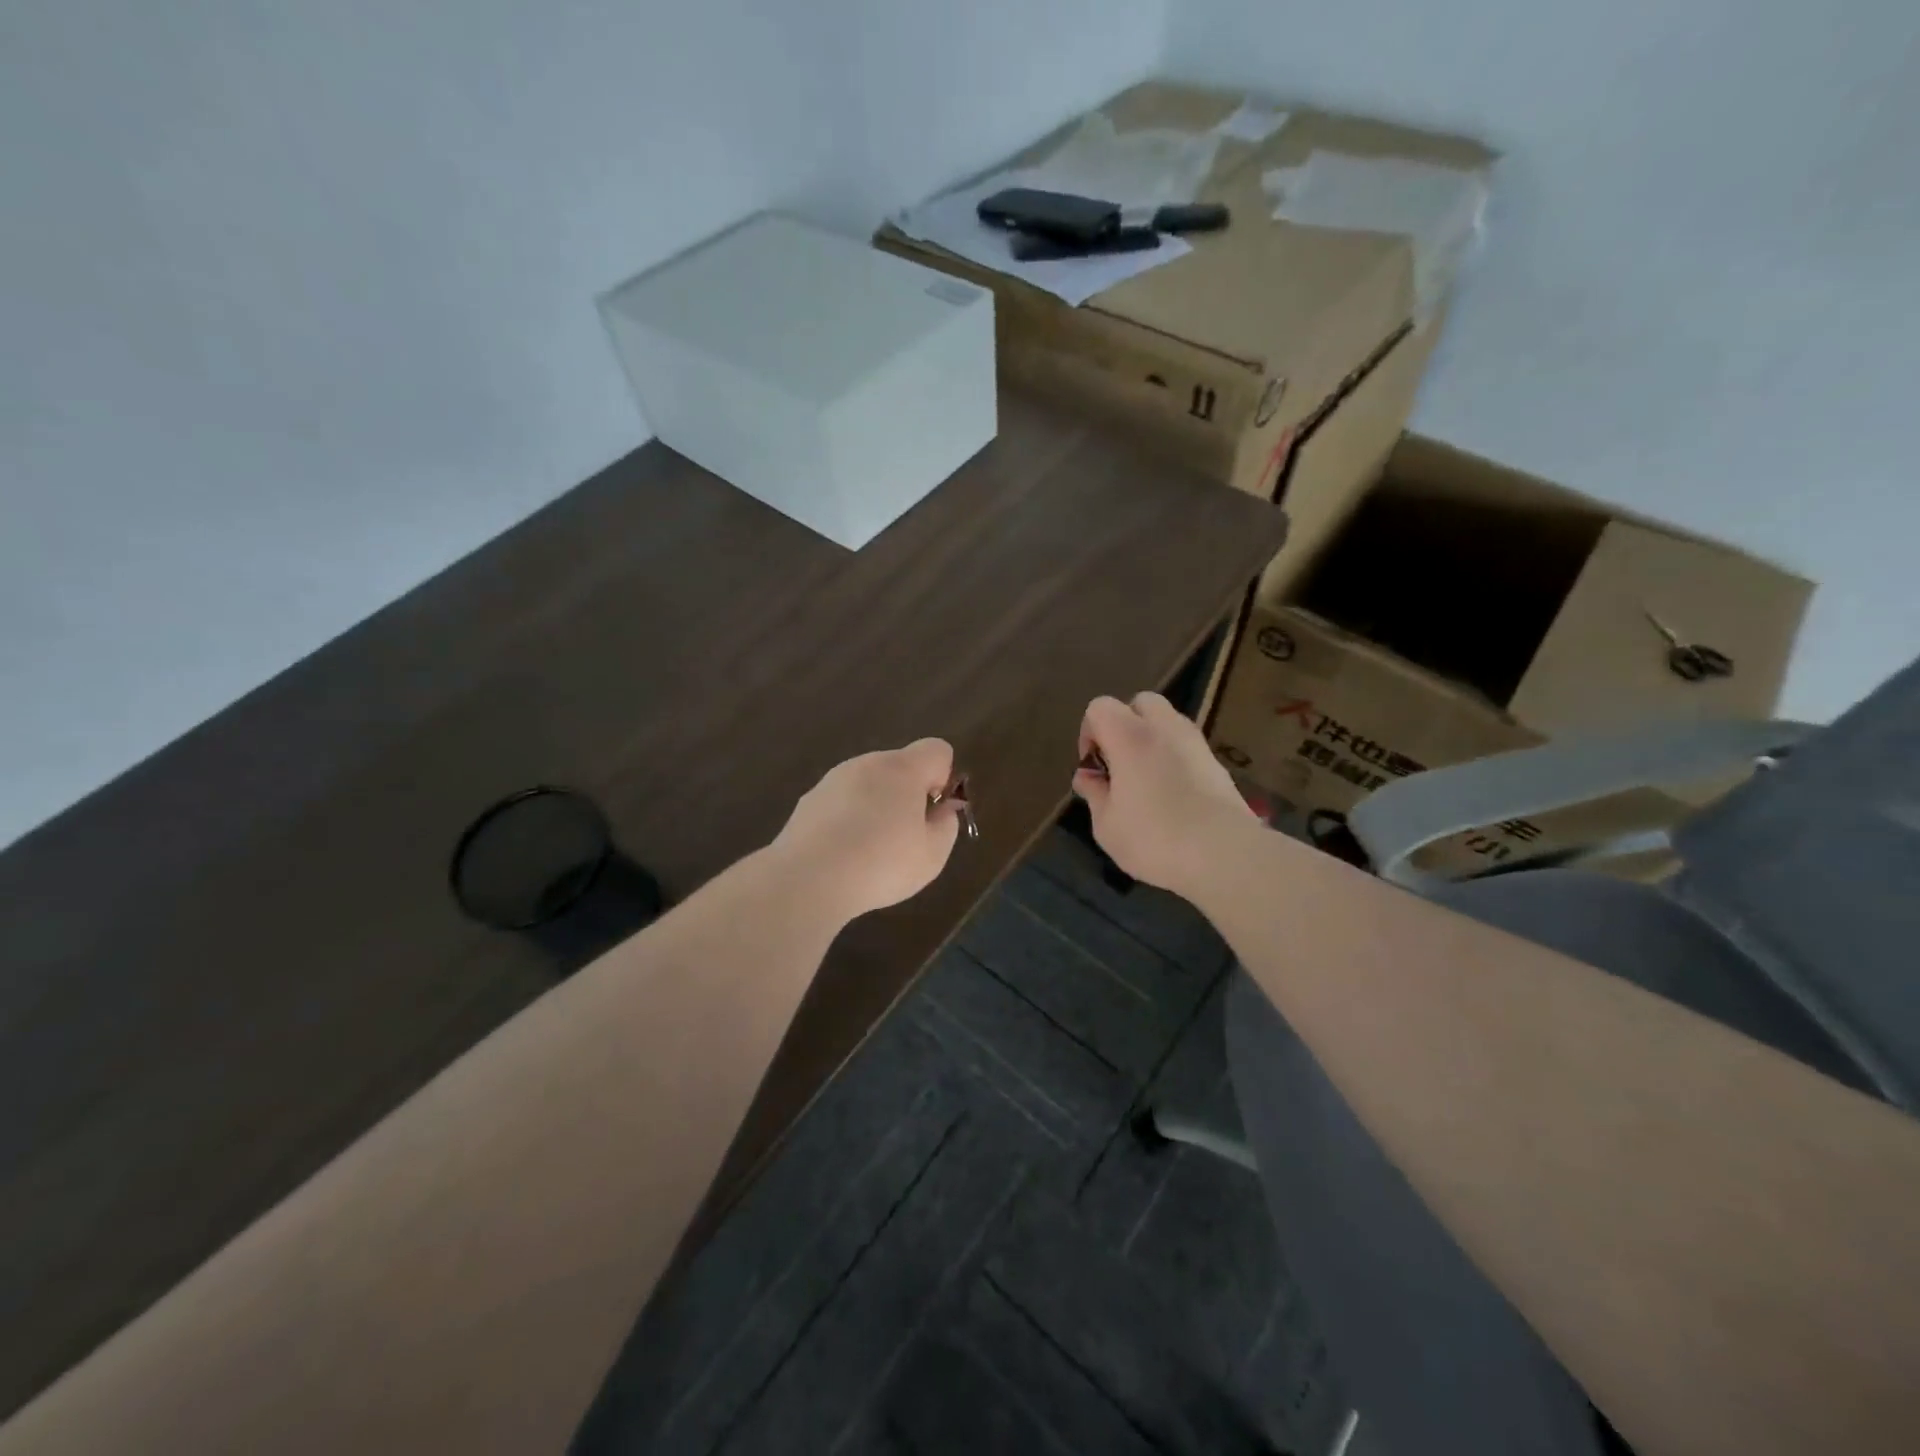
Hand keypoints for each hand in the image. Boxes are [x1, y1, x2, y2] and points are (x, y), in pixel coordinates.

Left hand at [771, 739, 962, 921]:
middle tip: (906, 837)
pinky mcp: (808, 800)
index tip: (933, 810)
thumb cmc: (881, 864)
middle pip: (900, 766)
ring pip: (868, 783)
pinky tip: (843, 854)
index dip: (943, 776)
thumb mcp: (932, 855)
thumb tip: (942, 811)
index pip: (936, 749)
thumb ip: (946, 825)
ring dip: (876, 806)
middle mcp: (867, 764)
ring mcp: (833, 779)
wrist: (808, 879)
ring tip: (870, 851)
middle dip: (908, 793)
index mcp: (902, 769)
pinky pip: (841, 802)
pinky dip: (848, 819)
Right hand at [1073, 693, 1257, 896]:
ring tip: (1146, 780)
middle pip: (1140, 703)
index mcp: (1129, 736)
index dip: (1089, 732)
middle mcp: (1164, 727)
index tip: (1095, 767)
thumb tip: (1087, 776)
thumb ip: (1094, 793)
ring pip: (1168, 722)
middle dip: (1125, 725)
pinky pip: (1187, 746)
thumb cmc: (1154, 838)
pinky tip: (1173, 794)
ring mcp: (1196, 742)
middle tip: (1120, 763)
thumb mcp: (1107, 824)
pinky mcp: (1217, 762)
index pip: (1100, 707)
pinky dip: (1174, 757)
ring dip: (1152, 740)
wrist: (1224, 854)